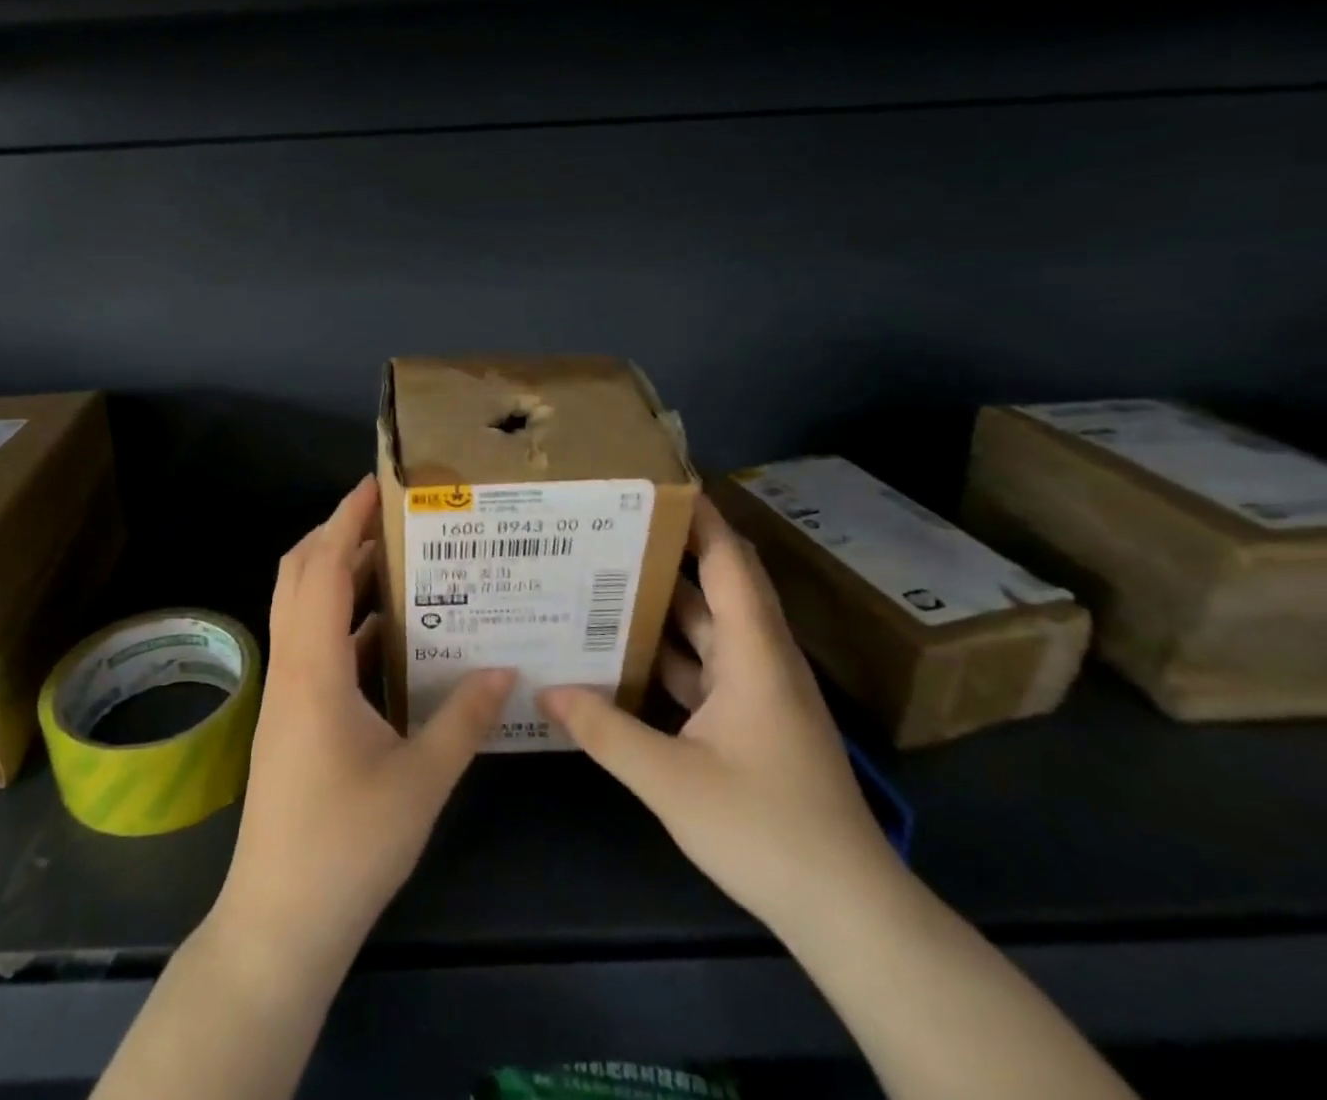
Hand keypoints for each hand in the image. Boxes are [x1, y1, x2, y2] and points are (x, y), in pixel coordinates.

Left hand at [215, 475, 516, 969]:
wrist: (280, 921)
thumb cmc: (348, 846)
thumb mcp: (421, 780)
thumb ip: (464, 719)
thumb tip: (505, 669)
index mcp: (314, 667)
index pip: (323, 568)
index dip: (345, 519)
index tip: (375, 484)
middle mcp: (292, 665)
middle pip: (300, 574)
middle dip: (336, 534)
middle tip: (389, 514)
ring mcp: (287, 691)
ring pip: (302, 607)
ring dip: (339, 575)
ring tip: (396, 558)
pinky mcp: (292, 715)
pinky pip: (314, 644)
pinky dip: (344, 621)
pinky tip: (389, 631)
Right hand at [540, 497, 895, 934]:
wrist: (847, 912)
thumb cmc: (766, 829)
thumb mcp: (672, 780)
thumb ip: (605, 730)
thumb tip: (545, 690)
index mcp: (754, 654)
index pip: (729, 563)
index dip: (701, 518)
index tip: (660, 482)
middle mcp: (760, 660)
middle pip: (715, 587)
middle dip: (668, 551)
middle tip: (610, 524)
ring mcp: (759, 692)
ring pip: (707, 629)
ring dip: (663, 604)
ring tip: (603, 577)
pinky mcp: (753, 722)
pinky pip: (704, 667)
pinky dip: (668, 654)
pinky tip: (624, 654)